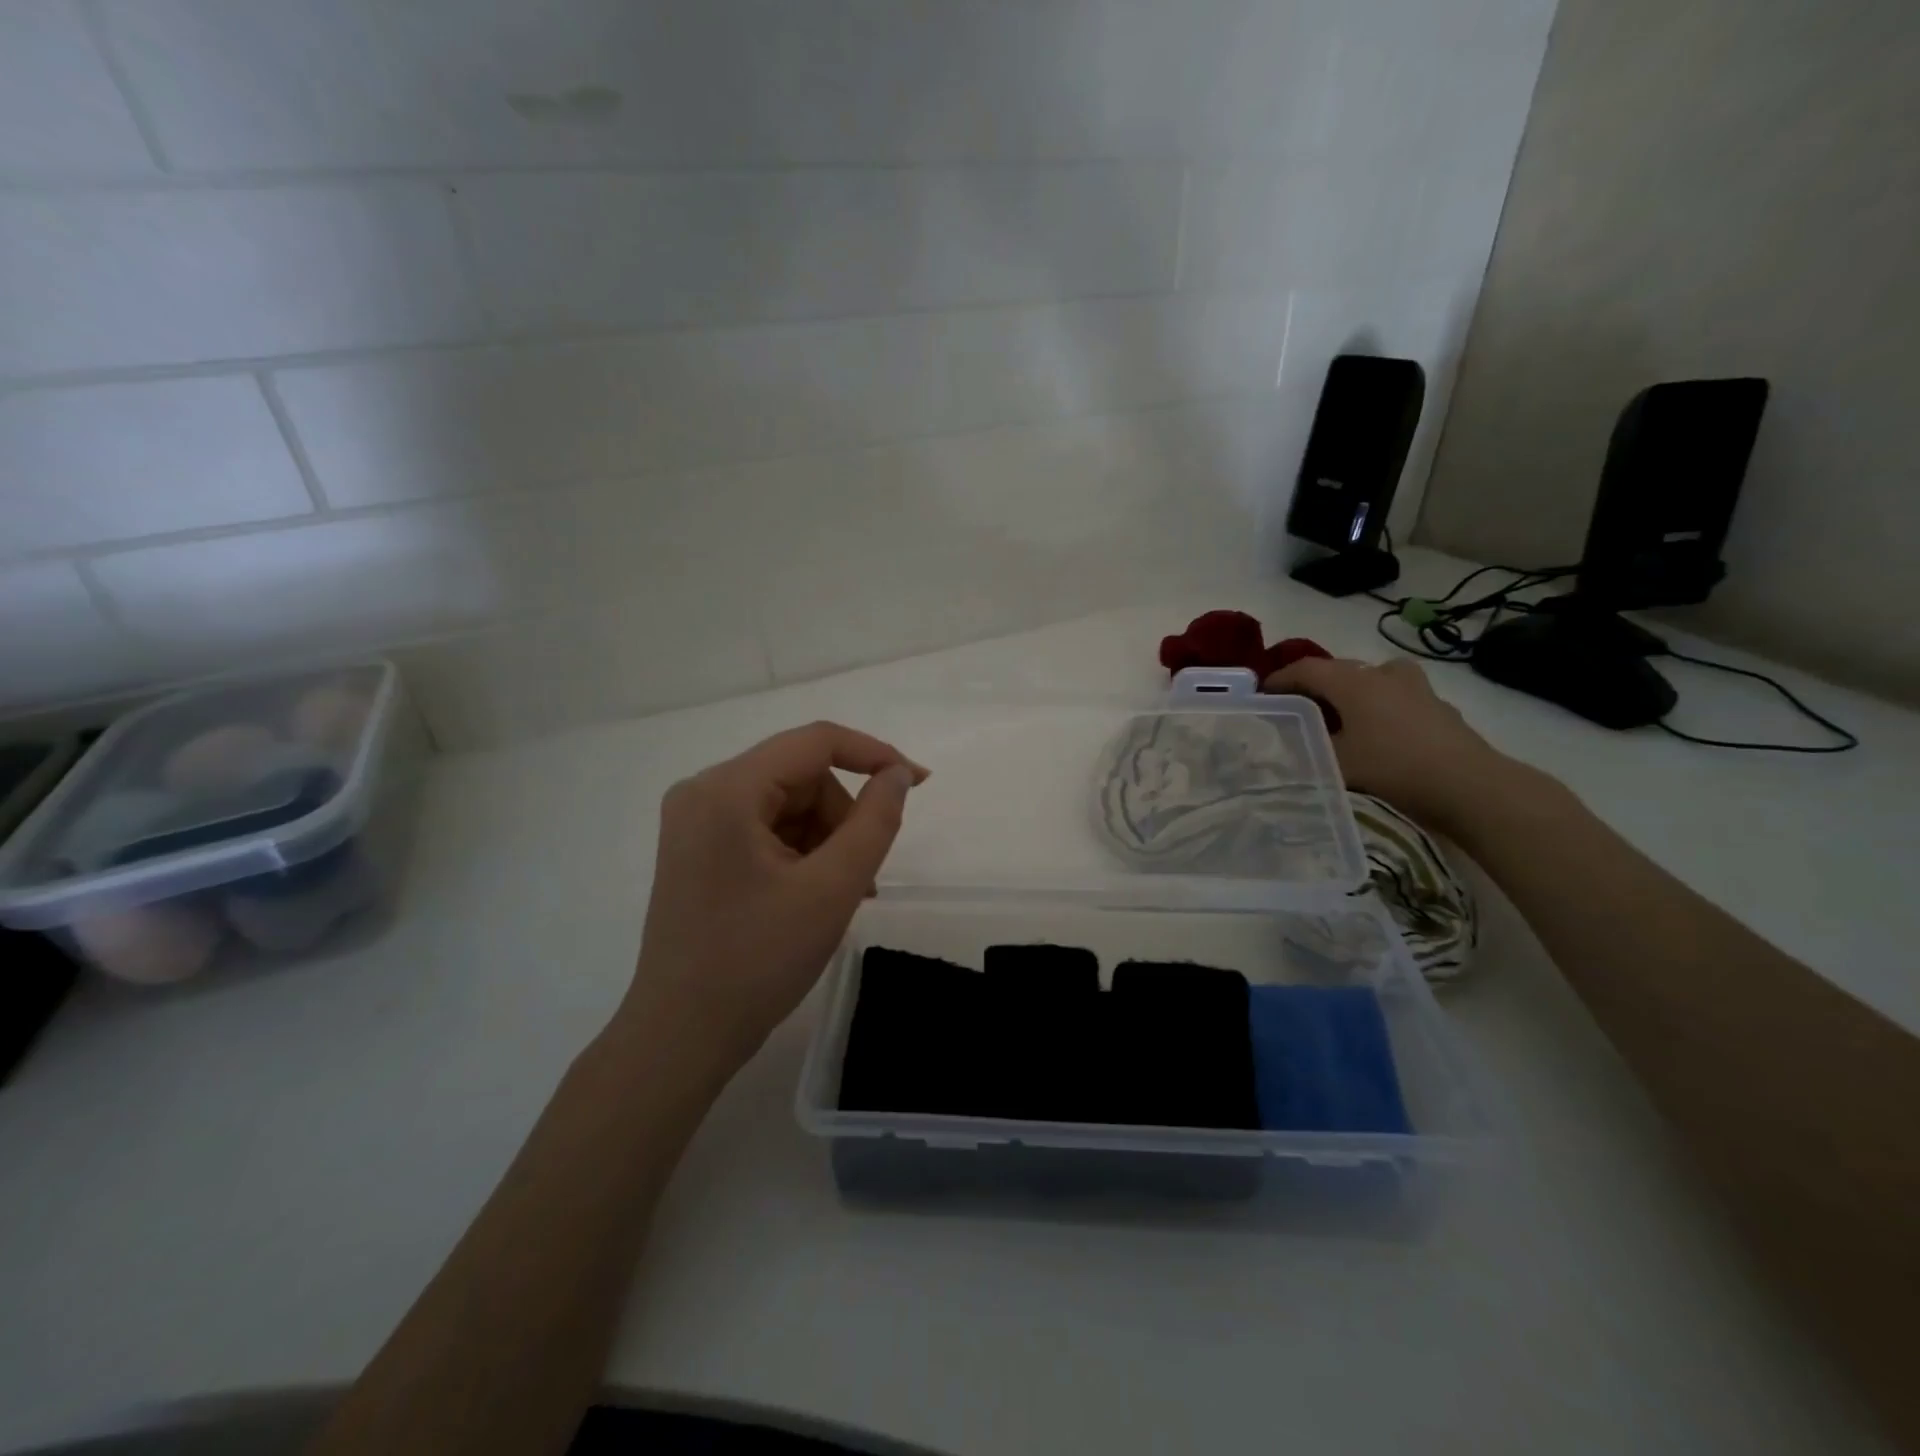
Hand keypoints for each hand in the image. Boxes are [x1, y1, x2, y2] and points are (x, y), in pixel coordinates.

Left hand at [623, 722, 926, 1069]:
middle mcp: (702, 791)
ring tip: (841, 895)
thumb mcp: (832, 888)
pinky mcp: (697, 848)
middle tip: (863, 875)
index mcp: (726, 789)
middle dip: (842, 817)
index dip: (874, 755)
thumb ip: (875, 821)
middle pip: (801, 776)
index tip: (919, 783)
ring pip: (787, 803)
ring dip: (826, 839)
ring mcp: (694, 821)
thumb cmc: (758, 961)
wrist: (682, 1036)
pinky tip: (814, 895)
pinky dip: (801, 852)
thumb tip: (898, 774)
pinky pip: (765, 827)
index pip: (816, 742)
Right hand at [1262, 656, 1519, 832]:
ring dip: (1349, 691)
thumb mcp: (1336, 763)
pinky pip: (1394, 696)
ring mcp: (1415, 687)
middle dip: (1312, 686)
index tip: (1260, 695)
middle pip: (1338, 670)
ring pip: (1370, 679)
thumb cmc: (1393, 767)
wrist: (1469, 785)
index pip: (1305, 669)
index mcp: (1353, 681)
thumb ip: (1306, 749)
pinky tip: (1375, 732)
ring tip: (1337, 716)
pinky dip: (1377, 706)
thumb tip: (1282, 744)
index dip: (1279, 679)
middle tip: (1294, 708)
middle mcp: (1382, 674)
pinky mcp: (1437, 706)